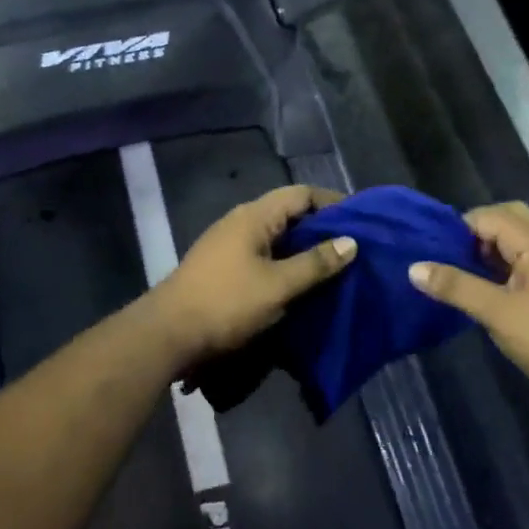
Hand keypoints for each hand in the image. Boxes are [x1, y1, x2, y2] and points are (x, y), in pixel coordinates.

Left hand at [150, 185, 356, 364]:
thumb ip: (316, 263)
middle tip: (353, 247)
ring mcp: (228, 245)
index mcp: (254, 216)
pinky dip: (286, 265)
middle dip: (321, 229)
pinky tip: (301, 285)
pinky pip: (264, 256)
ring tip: (334, 267)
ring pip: (276, 238)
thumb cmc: (226, 303)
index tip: (361, 220)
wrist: (167, 334)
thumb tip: (351, 242)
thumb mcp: (278, 285)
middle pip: (289, 214)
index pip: (300, 194)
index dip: (332, 202)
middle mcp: (241, 222)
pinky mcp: (223, 268)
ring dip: (304, 249)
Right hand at [408, 202, 528, 394]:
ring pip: (520, 241)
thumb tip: (414, 267)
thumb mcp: (497, 312)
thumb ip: (456, 287)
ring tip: (465, 272)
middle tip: (454, 254)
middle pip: (510, 218)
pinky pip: (526, 262)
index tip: (433, 248)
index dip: (459, 227)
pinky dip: (504, 267)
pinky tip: (490, 291)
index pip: (489, 216)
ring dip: (491, 249)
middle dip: (478, 230)